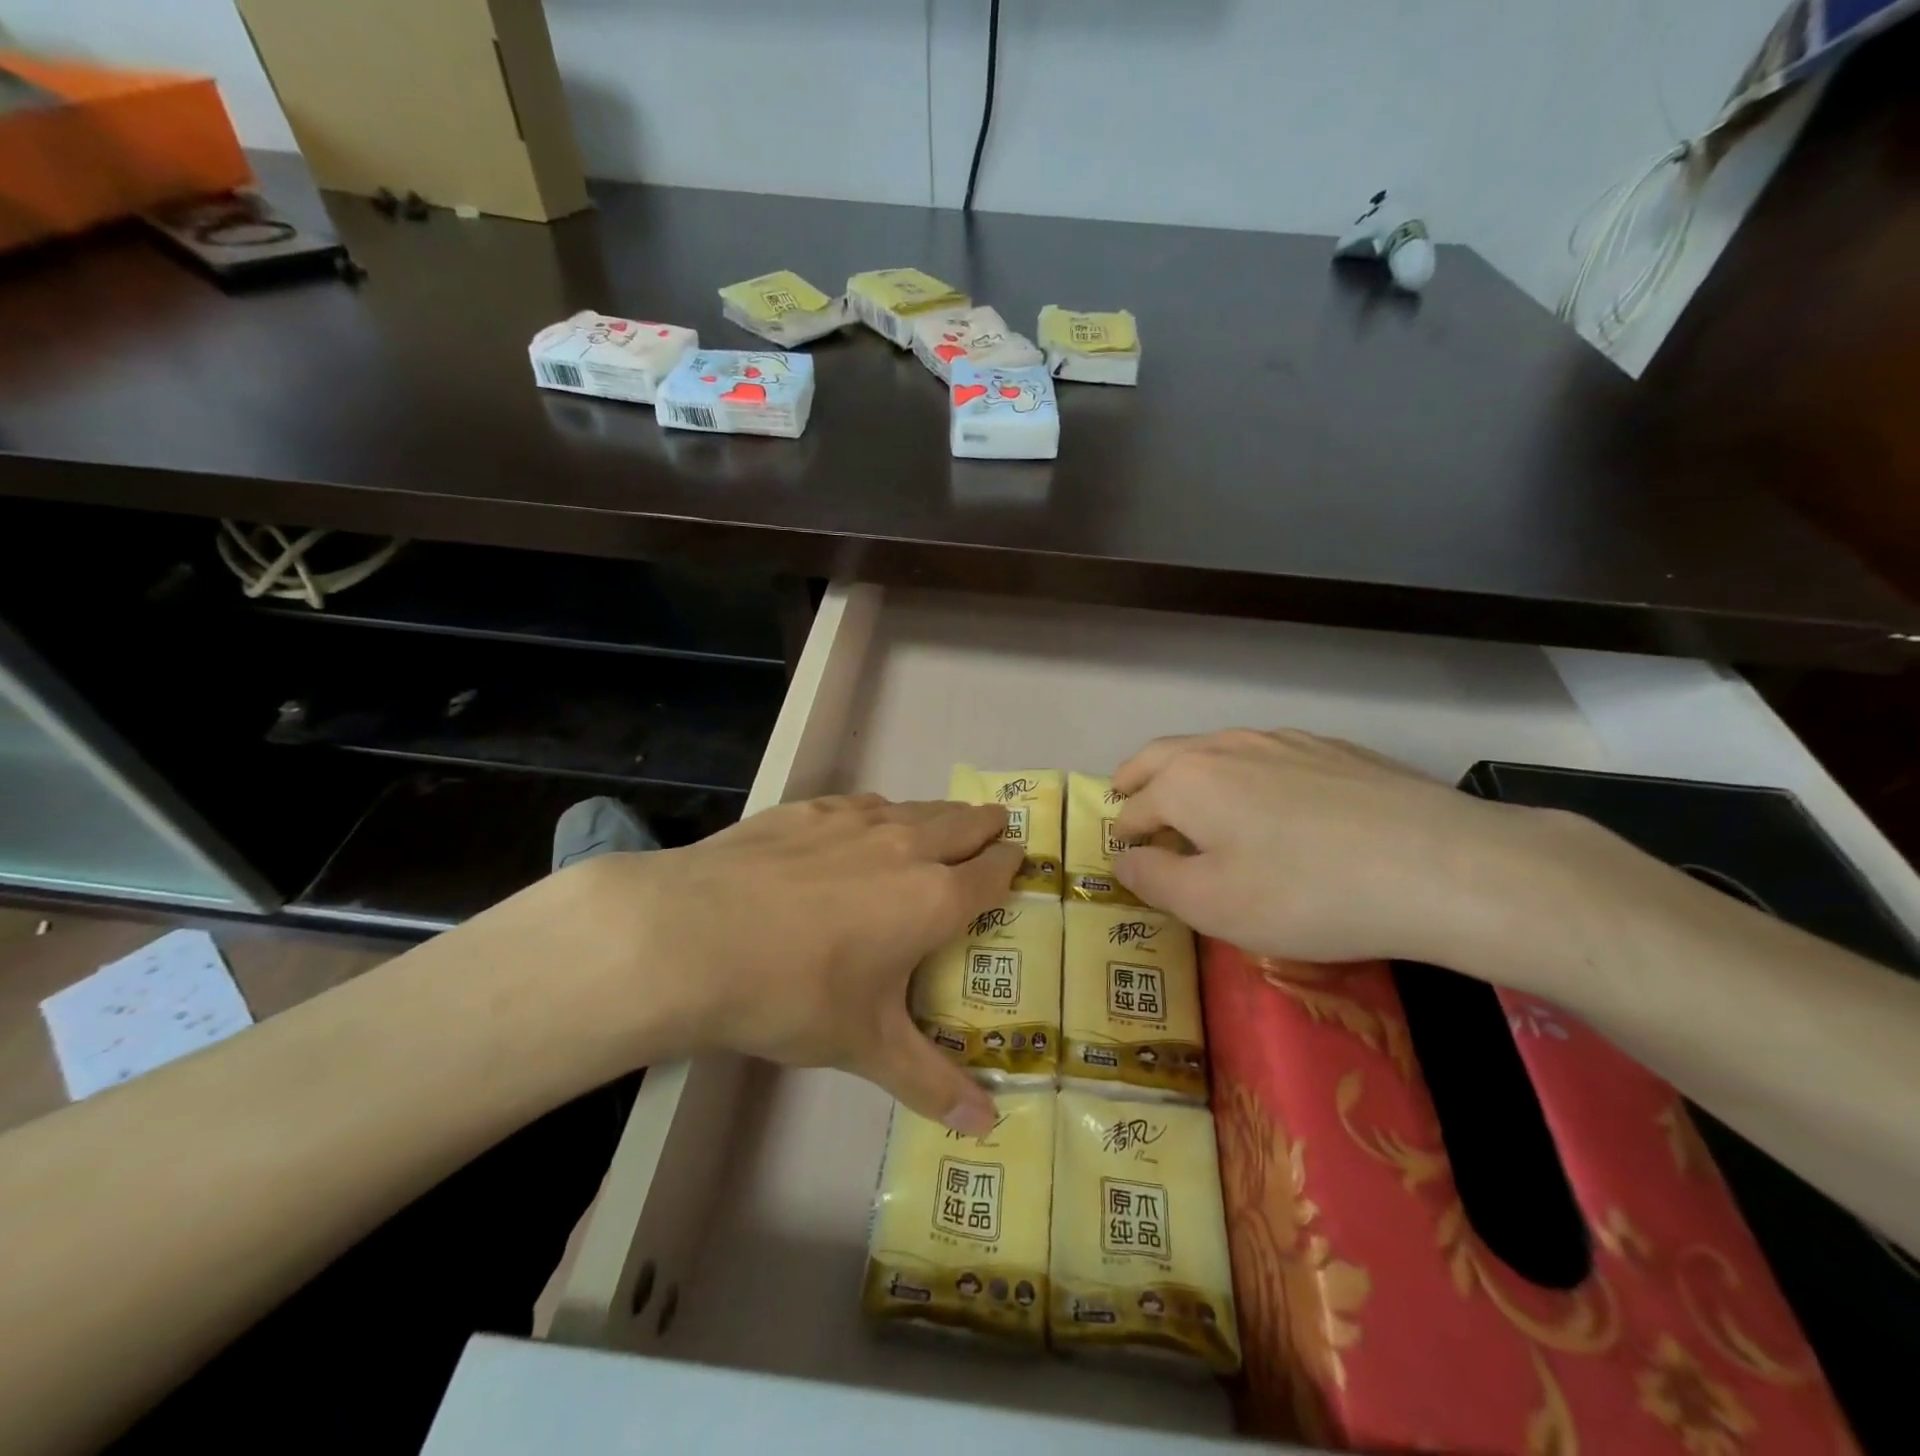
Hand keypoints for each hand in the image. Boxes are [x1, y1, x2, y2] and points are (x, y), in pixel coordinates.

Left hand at [564, 795, 1018, 1133]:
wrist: (692, 937)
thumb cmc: (792, 994)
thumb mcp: (864, 1046)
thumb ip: (929, 1081)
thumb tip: (987, 1127)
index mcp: (933, 899)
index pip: (992, 870)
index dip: (1011, 863)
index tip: (1020, 857)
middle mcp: (906, 847)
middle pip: (964, 824)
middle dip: (987, 827)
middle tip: (996, 830)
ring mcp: (855, 821)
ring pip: (917, 807)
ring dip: (939, 816)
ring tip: (944, 824)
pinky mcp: (809, 809)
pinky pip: (865, 804)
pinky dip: (883, 813)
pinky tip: (867, 823)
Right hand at [1110, 728, 1578, 977]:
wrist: (1440, 866)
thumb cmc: (1306, 893)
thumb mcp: (1212, 905)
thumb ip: (1155, 879)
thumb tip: (1124, 859)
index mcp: (1186, 781)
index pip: (1134, 808)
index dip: (1123, 835)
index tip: (1125, 857)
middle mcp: (1225, 747)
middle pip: (1161, 757)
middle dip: (1136, 778)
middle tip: (1126, 796)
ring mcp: (1282, 741)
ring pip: (1214, 748)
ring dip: (1187, 770)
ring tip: (1192, 797)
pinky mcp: (1331, 749)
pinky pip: (1266, 754)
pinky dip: (1242, 771)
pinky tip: (1268, 797)